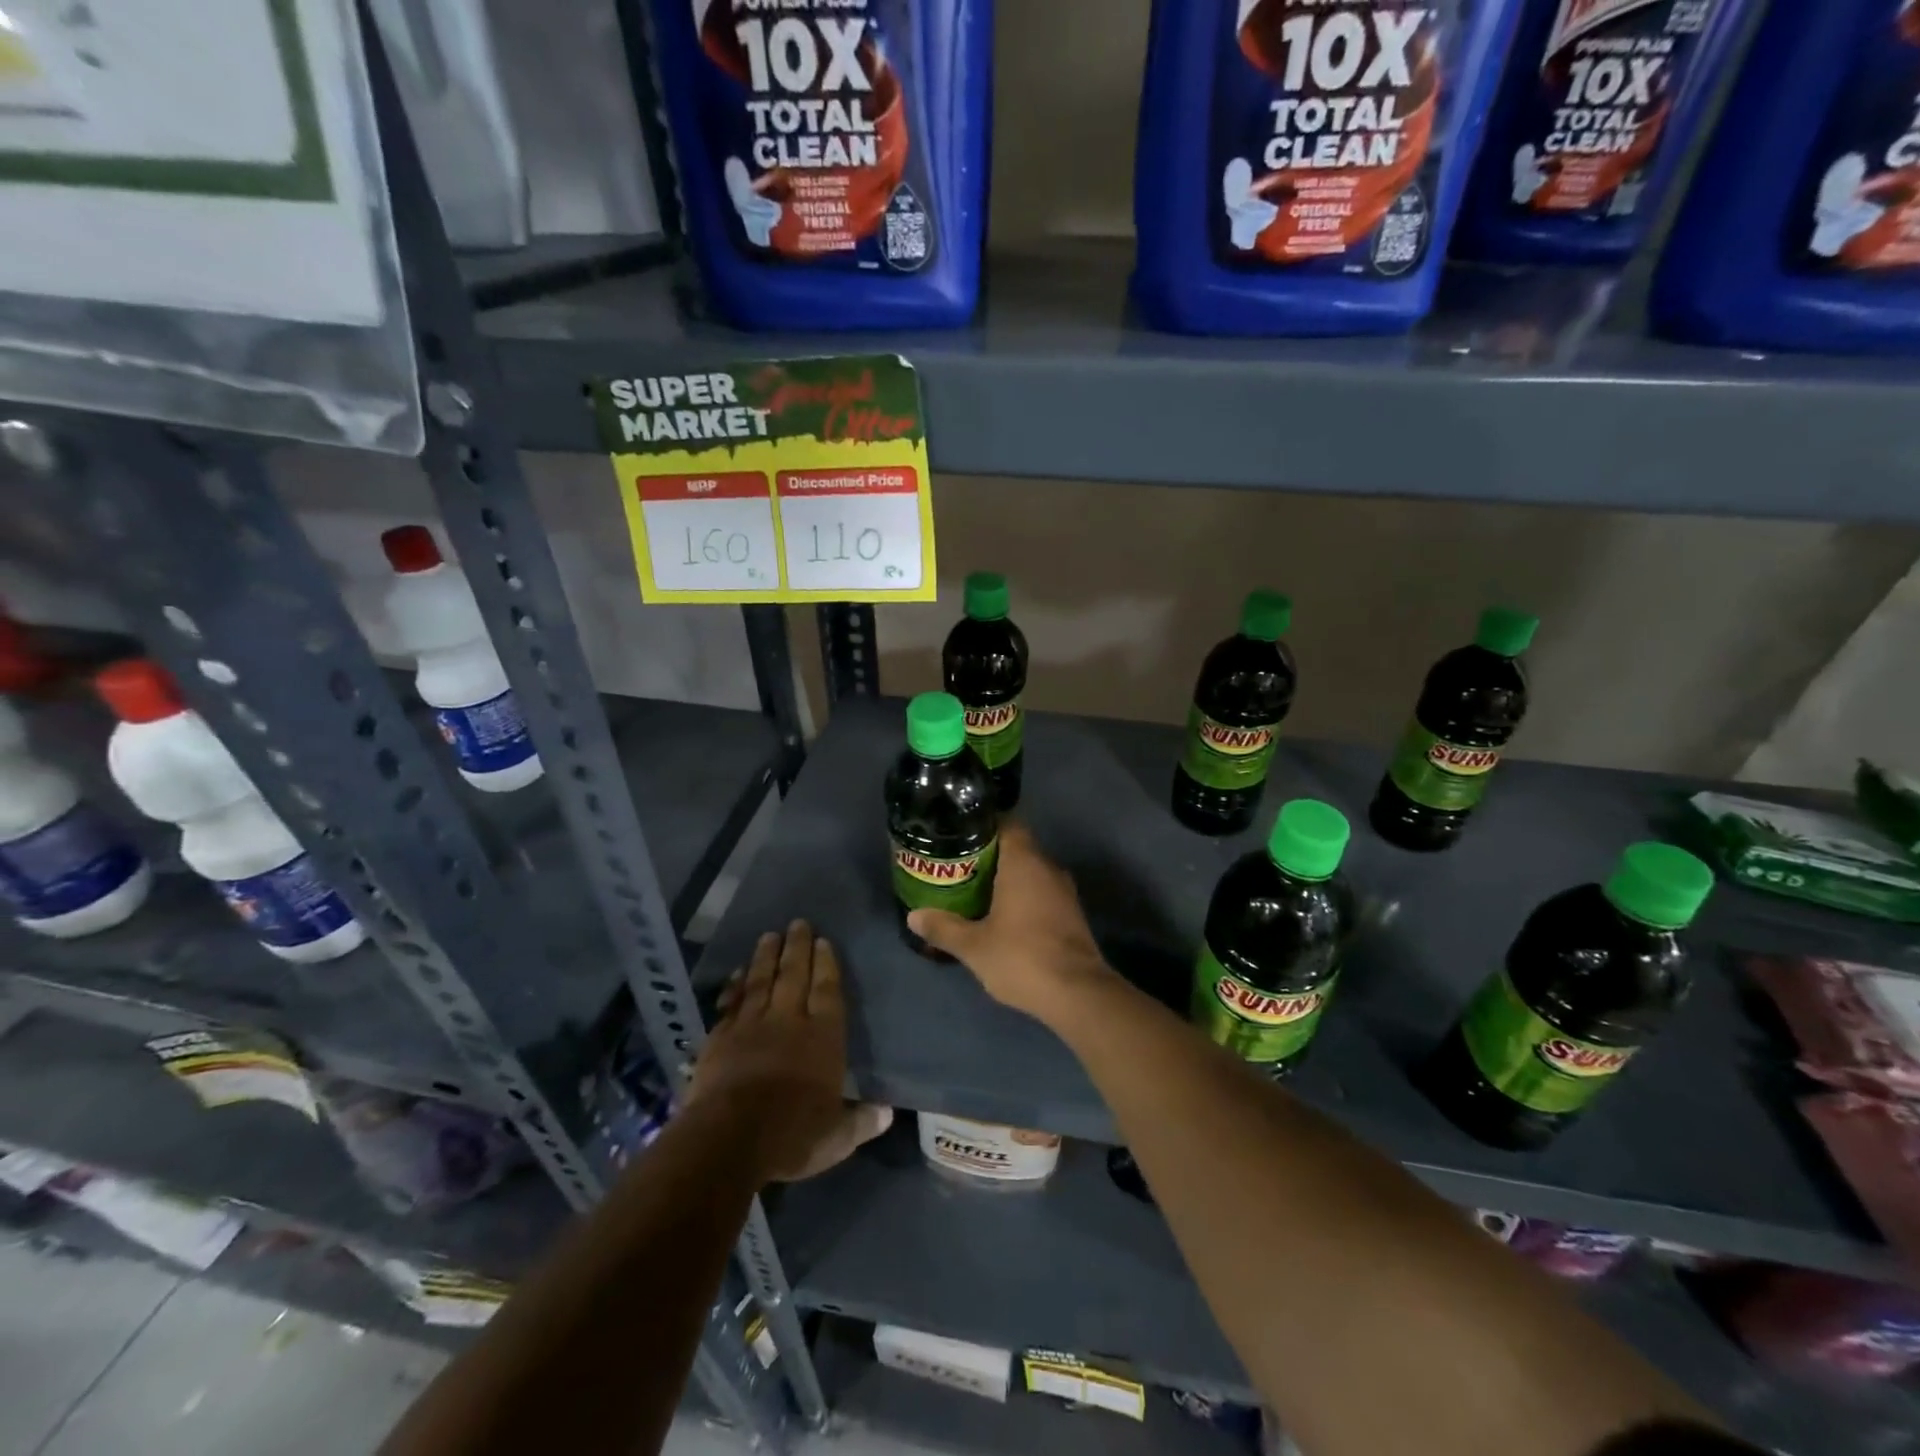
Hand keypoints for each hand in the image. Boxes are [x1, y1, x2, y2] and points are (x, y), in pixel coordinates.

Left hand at [688, 920, 891, 1182]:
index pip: (827, 991)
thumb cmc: (791, 1136)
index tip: (824, 941)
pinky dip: (734, 986)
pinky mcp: (720, 1038)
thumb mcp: (836, 1138)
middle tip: (798, 923)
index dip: (827, 965)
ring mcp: (751, 1026)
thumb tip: (887, 1112)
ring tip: (770, 935)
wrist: (728, 1138)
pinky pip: (731, 1003)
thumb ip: (861, 1122)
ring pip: (761, 981)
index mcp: (822, 1038)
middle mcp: (788, 1021)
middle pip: (794, 975)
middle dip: (798, 948)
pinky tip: (737, 973)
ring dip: (765, 957)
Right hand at [907, 822, 1115, 1024]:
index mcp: (1024, 862)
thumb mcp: (974, 946)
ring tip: (974, 890)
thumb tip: (914, 916)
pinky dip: (1023, 896)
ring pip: (1031, 872)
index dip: (983, 826)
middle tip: (958, 866)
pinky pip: (1042, 891)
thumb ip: (943, 928)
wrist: (1078, 994)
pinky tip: (1002, 915)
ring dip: (1006, 878)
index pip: (1006, 824)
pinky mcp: (1071, 913)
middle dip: (989, 855)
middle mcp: (1048, 867)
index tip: (959, 836)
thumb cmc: (1022, 958)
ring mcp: (1064, 890)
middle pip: (1017, 847)